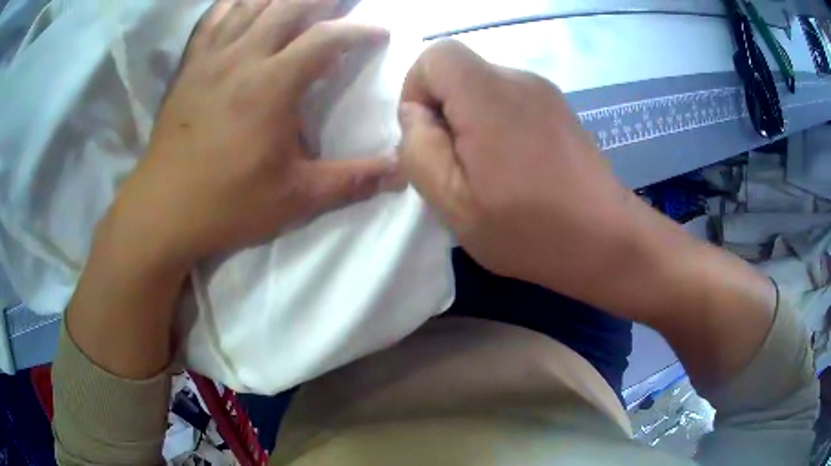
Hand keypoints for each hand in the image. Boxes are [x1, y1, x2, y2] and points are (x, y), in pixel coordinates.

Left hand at [105, 0, 399, 271]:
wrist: (163, 211)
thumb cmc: (228, 205)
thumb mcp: (296, 199)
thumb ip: (352, 180)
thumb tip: (402, 172)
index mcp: (272, 86)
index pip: (326, 39)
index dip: (359, 31)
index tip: (380, 32)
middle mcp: (242, 58)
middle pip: (288, 6)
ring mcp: (210, 58)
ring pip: (250, 4)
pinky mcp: (189, 67)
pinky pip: (212, 19)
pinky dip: (233, 3)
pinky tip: (245, 2)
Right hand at [397, 40, 644, 305]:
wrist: (608, 240)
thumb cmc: (530, 229)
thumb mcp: (454, 202)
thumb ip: (419, 150)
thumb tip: (416, 115)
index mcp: (488, 95)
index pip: (436, 56)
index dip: (417, 90)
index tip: (429, 137)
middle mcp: (519, 80)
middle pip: (460, 72)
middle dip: (444, 112)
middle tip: (459, 167)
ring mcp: (545, 93)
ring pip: (484, 89)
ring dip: (472, 123)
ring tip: (491, 174)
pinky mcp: (560, 110)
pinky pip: (510, 103)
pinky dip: (498, 126)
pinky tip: (517, 169)